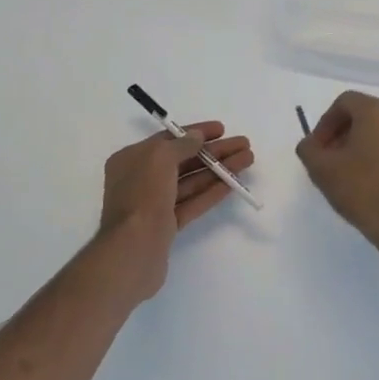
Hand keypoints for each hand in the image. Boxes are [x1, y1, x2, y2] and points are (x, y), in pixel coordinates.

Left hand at [95, 122, 253, 296]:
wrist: (133, 250)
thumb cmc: (143, 196)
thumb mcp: (159, 158)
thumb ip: (181, 144)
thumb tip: (197, 136)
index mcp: (132, 159)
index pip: (168, 140)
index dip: (195, 133)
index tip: (222, 129)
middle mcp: (141, 179)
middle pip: (183, 160)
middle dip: (214, 152)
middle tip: (244, 145)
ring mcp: (154, 204)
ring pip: (191, 182)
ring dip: (219, 170)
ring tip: (247, 160)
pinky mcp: (167, 226)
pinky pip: (192, 203)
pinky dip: (212, 192)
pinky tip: (233, 184)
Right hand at [296, 92, 378, 252]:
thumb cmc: (363, 192)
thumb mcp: (321, 170)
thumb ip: (309, 149)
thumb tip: (312, 144)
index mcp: (378, 114)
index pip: (346, 102)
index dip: (326, 122)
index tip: (319, 148)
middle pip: (369, 118)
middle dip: (347, 135)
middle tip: (335, 161)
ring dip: (371, 150)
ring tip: (359, 178)